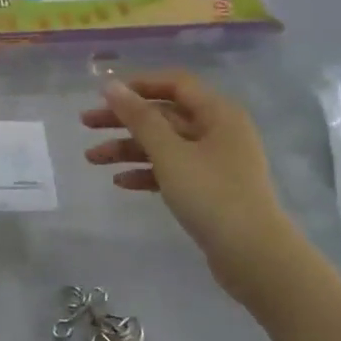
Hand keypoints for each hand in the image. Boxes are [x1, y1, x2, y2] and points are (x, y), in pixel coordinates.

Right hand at [82, 73, 296, 278]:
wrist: (254, 256)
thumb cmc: (212, 195)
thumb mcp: (170, 153)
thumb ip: (139, 118)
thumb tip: (111, 85)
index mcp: (218, 113)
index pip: (175, 84)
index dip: (138, 85)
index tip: (103, 94)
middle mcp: (218, 131)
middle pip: (164, 115)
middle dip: (124, 119)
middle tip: (86, 123)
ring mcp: (215, 162)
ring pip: (164, 144)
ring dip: (128, 149)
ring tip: (92, 159)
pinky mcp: (210, 189)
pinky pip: (173, 171)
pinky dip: (147, 173)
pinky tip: (121, 182)